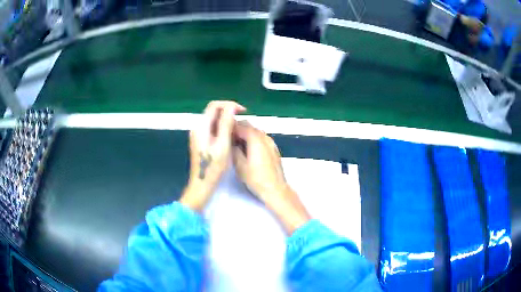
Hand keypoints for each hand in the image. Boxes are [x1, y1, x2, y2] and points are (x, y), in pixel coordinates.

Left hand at [180, 101, 245, 210]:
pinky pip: (212, 128)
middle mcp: (198, 127)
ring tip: (237, 129)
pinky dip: (222, 128)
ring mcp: (198, 134)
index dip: (229, 104)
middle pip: (213, 111)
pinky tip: (230, 136)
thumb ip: (226, 124)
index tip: (242, 111)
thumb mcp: (223, 144)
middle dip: (228, 112)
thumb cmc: (214, 166)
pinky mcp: (201, 140)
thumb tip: (232, 106)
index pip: (214, 105)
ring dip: (226, 120)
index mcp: (201, 126)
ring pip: (213, 119)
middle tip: (241, 120)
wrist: (202, 183)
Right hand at [232, 121, 309, 233]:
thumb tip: (230, 142)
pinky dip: (253, 140)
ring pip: (255, 132)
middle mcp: (264, 136)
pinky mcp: (273, 148)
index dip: (229, 128)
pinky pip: (261, 138)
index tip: (221, 134)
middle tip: (227, 139)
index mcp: (255, 138)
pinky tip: (248, 150)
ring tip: (236, 145)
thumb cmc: (256, 178)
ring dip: (245, 134)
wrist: (275, 189)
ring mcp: (271, 142)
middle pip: (249, 126)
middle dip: (237, 129)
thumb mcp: (239, 165)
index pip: (240, 125)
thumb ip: (233, 149)